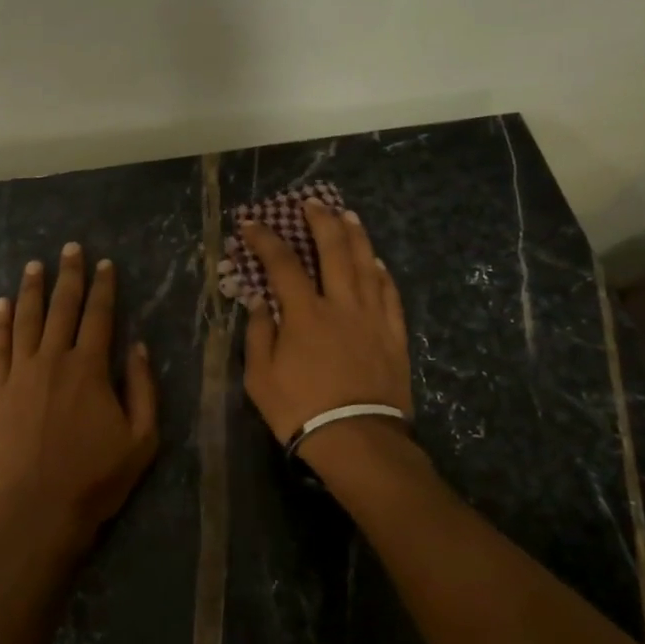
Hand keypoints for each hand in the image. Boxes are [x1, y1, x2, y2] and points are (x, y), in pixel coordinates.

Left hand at [0, 243, 158, 556]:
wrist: (38, 512)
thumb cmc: (96, 479)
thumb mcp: (142, 438)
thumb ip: (142, 387)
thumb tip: (137, 345)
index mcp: (90, 369)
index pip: (99, 316)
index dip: (104, 287)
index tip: (105, 264)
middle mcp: (53, 360)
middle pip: (62, 308)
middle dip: (69, 275)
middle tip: (71, 248)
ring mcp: (20, 374)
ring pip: (26, 320)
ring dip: (32, 289)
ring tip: (35, 265)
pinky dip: (0, 323)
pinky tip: (2, 304)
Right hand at [240, 201, 413, 447]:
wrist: (357, 440)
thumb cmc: (300, 410)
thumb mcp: (260, 377)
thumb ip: (259, 333)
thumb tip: (258, 301)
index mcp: (305, 313)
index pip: (282, 264)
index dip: (265, 239)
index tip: (251, 224)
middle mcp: (341, 305)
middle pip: (333, 250)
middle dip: (320, 221)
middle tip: (312, 203)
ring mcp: (372, 318)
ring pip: (366, 265)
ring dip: (356, 236)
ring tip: (347, 216)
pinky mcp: (393, 335)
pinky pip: (390, 294)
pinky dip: (382, 273)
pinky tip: (377, 262)